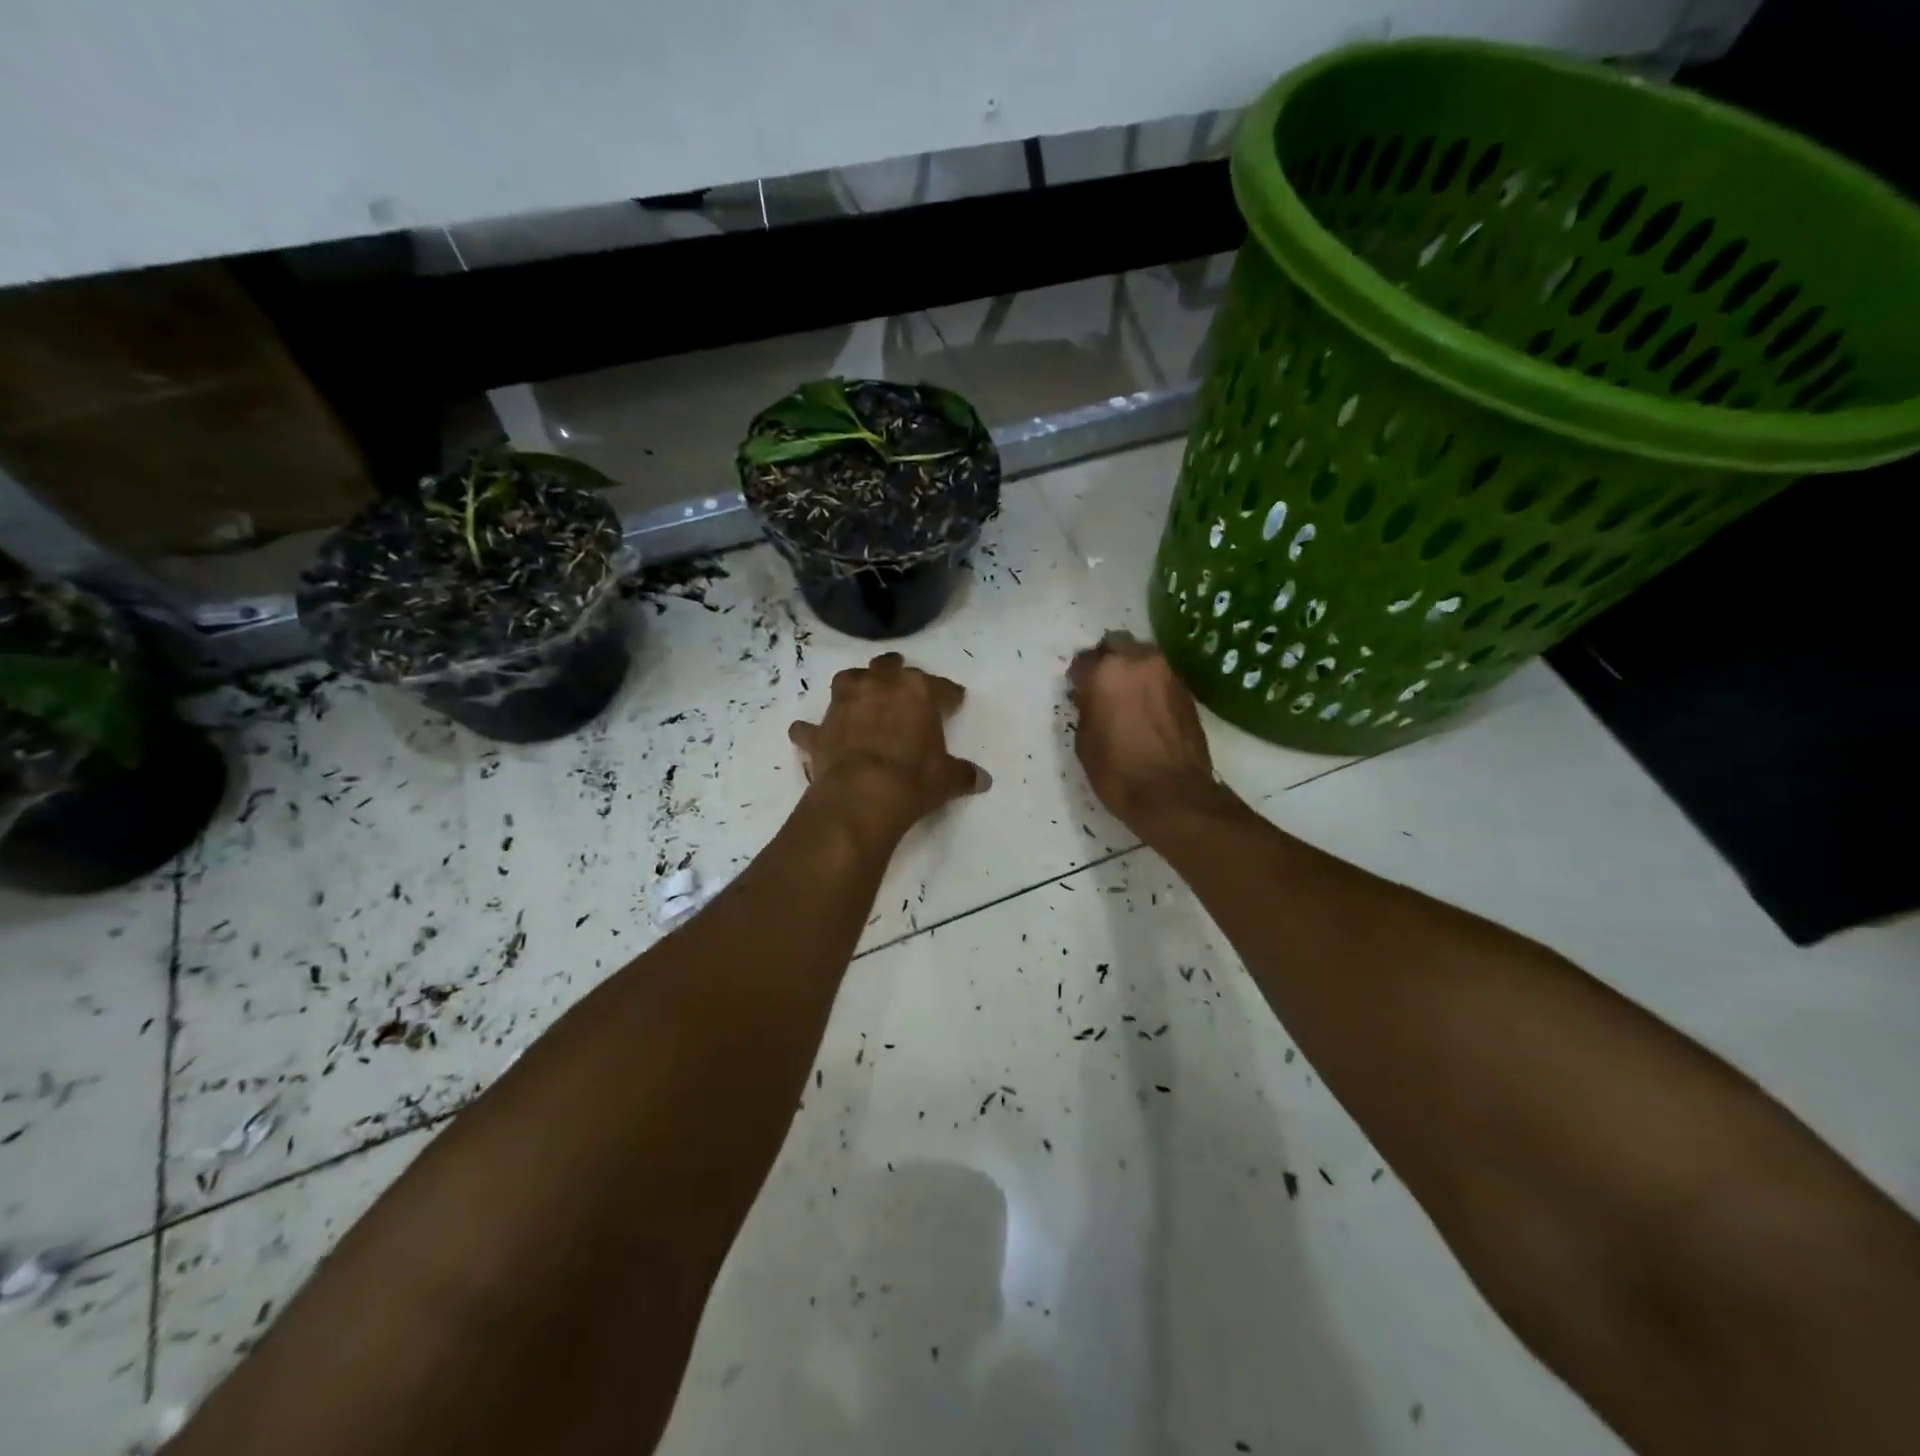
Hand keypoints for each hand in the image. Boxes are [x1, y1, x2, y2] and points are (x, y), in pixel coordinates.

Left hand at [790, 653, 988, 843]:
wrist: (862, 796)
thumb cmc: (913, 779)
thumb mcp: (947, 779)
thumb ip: (963, 774)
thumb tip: (983, 780)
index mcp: (916, 692)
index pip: (939, 687)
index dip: (948, 694)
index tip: (954, 700)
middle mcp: (878, 688)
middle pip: (888, 667)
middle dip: (895, 669)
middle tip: (900, 677)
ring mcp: (844, 705)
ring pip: (847, 680)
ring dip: (853, 685)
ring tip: (857, 694)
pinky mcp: (819, 731)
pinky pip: (811, 727)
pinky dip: (811, 730)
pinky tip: (811, 735)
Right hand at [1068, 632, 1229, 835]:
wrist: (1173, 794)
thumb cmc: (1118, 772)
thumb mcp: (1085, 742)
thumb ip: (1086, 709)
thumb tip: (1091, 699)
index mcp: (1106, 673)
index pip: (1084, 660)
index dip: (1078, 676)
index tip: (1077, 691)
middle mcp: (1138, 662)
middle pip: (1117, 645)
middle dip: (1107, 660)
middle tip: (1102, 686)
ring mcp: (1167, 674)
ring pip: (1142, 656)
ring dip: (1131, 669)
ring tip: (1126, 696)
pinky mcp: (1186, 690)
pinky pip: (1161, 675)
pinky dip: (1150, 684)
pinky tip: (1146, 707)